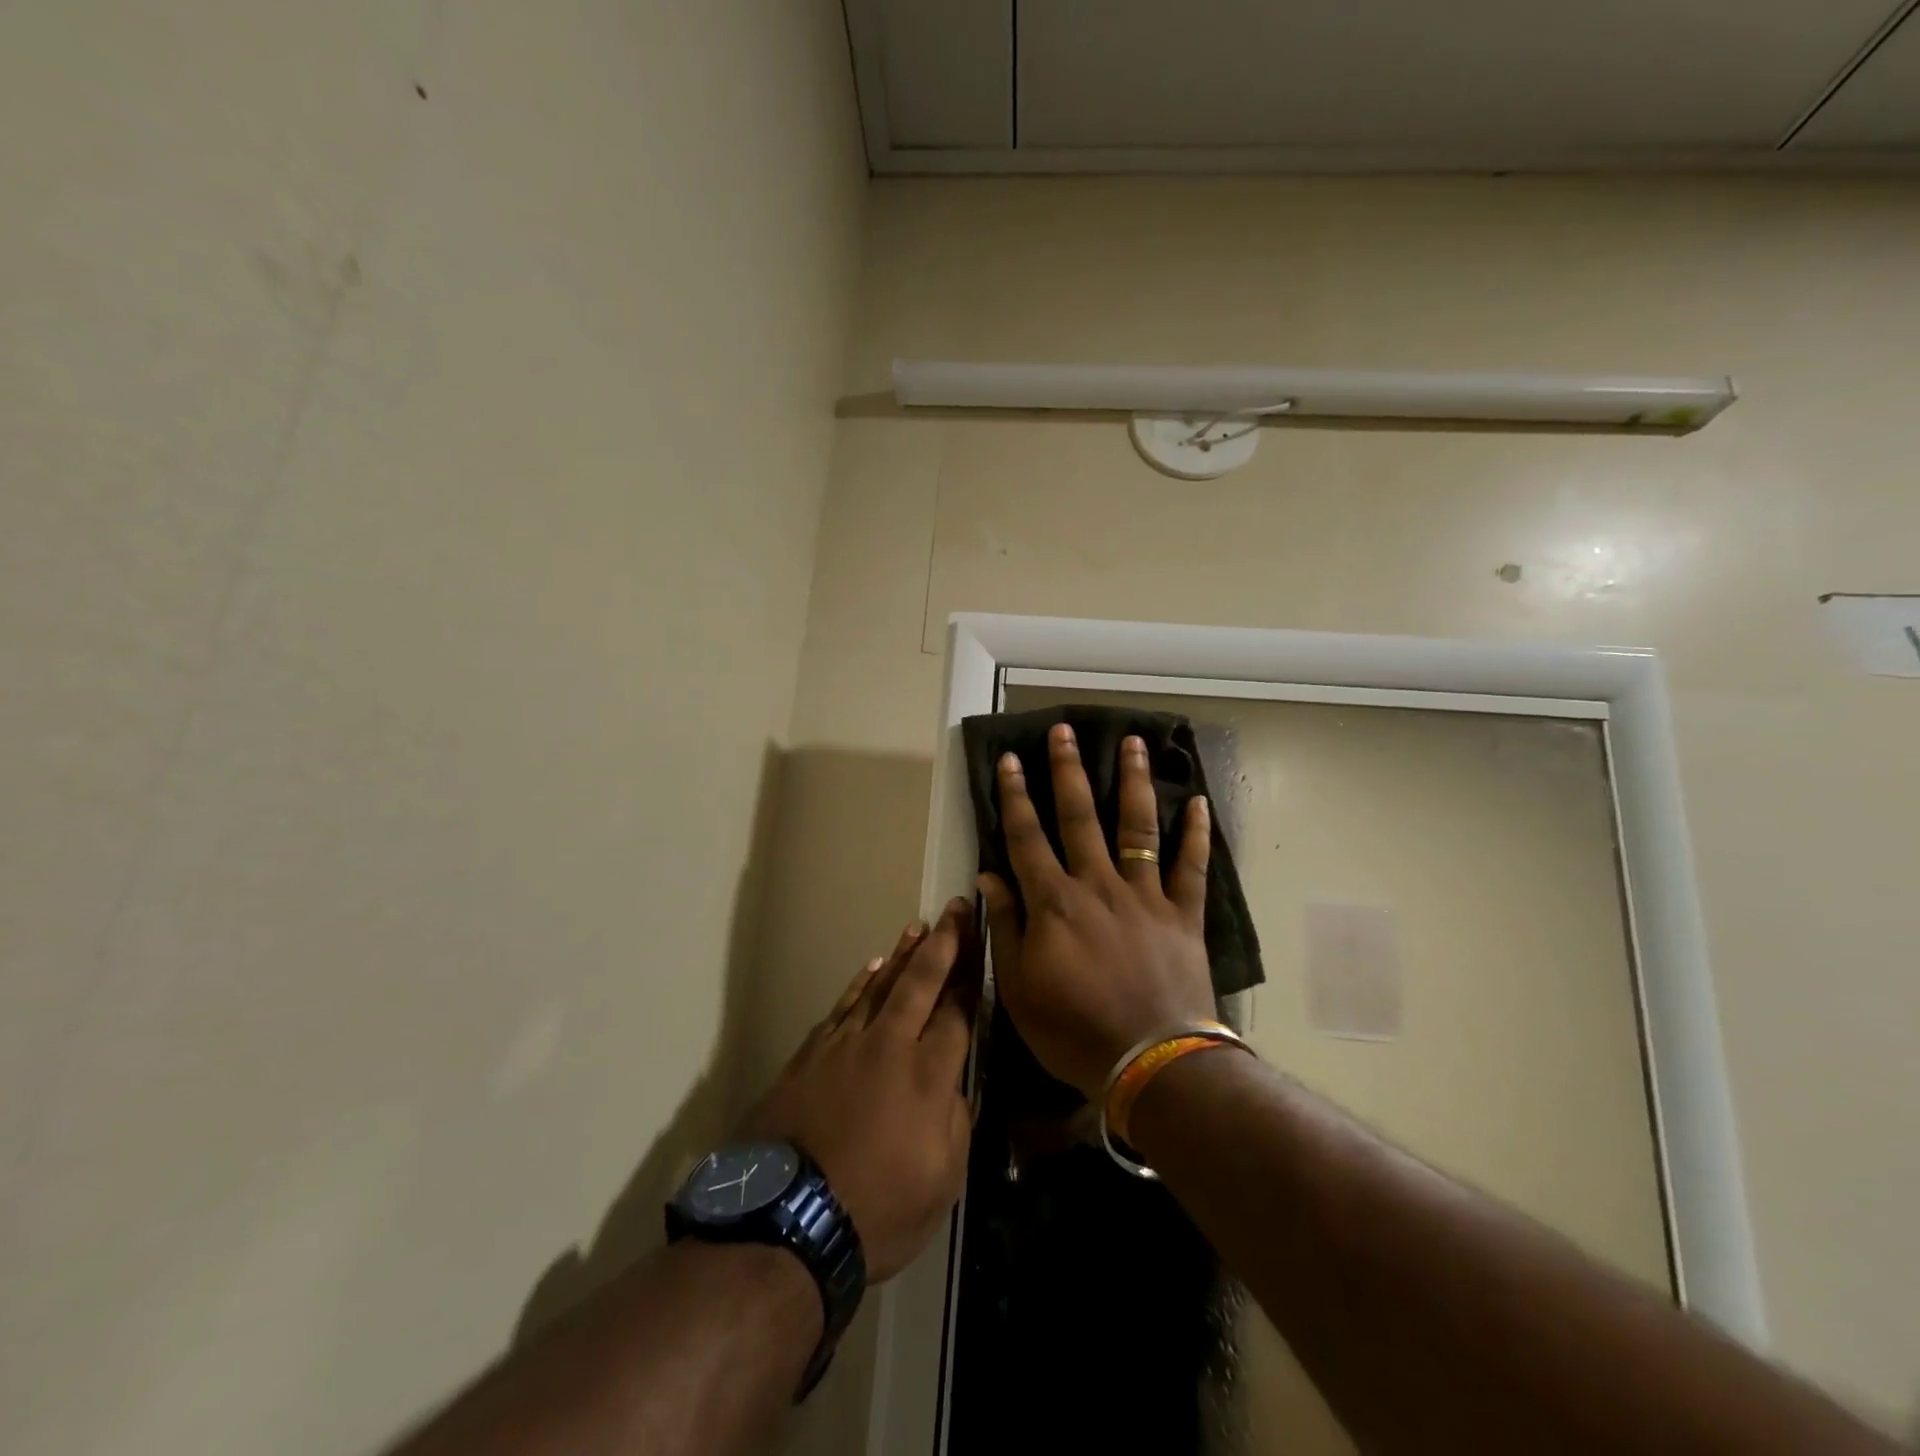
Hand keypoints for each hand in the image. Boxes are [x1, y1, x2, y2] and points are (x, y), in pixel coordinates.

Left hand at [748, 898, 980, 1282]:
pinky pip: (844, 1005)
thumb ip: (957, 1122)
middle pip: (922, 981)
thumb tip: (955, 1085)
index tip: (981, 945)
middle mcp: (890, 1045)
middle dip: (944, 942)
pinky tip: (872, 966)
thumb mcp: (943, 1181)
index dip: (972, 976)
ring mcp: (847, 1044)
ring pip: (881, 984)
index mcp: (929, 1074)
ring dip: (904, 953)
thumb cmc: (879, 1210)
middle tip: (956, 908)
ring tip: (919, 926)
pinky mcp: (812, 1053)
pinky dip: (861, 982)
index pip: (958, 1012)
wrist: (787, 1221)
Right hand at [979, 724, 1217, 1099]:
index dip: (1015, 797)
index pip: (1027, 838)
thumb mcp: (1019, 987)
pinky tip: (1198, 801)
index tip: (1011, 760)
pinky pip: (1191, 867)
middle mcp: (1098, 885)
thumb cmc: (1074, 1030)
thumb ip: (1007, 926)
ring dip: (1133, 782)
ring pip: (1137, 827)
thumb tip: (988, 875)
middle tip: (1064, 731)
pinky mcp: (1183, 913)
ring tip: (1131, 742)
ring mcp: (1145, 895)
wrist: (1151, 1063)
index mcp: (1055, 902)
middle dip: (1068, 771)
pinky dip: (1196, 834)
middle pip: (1080, 817)